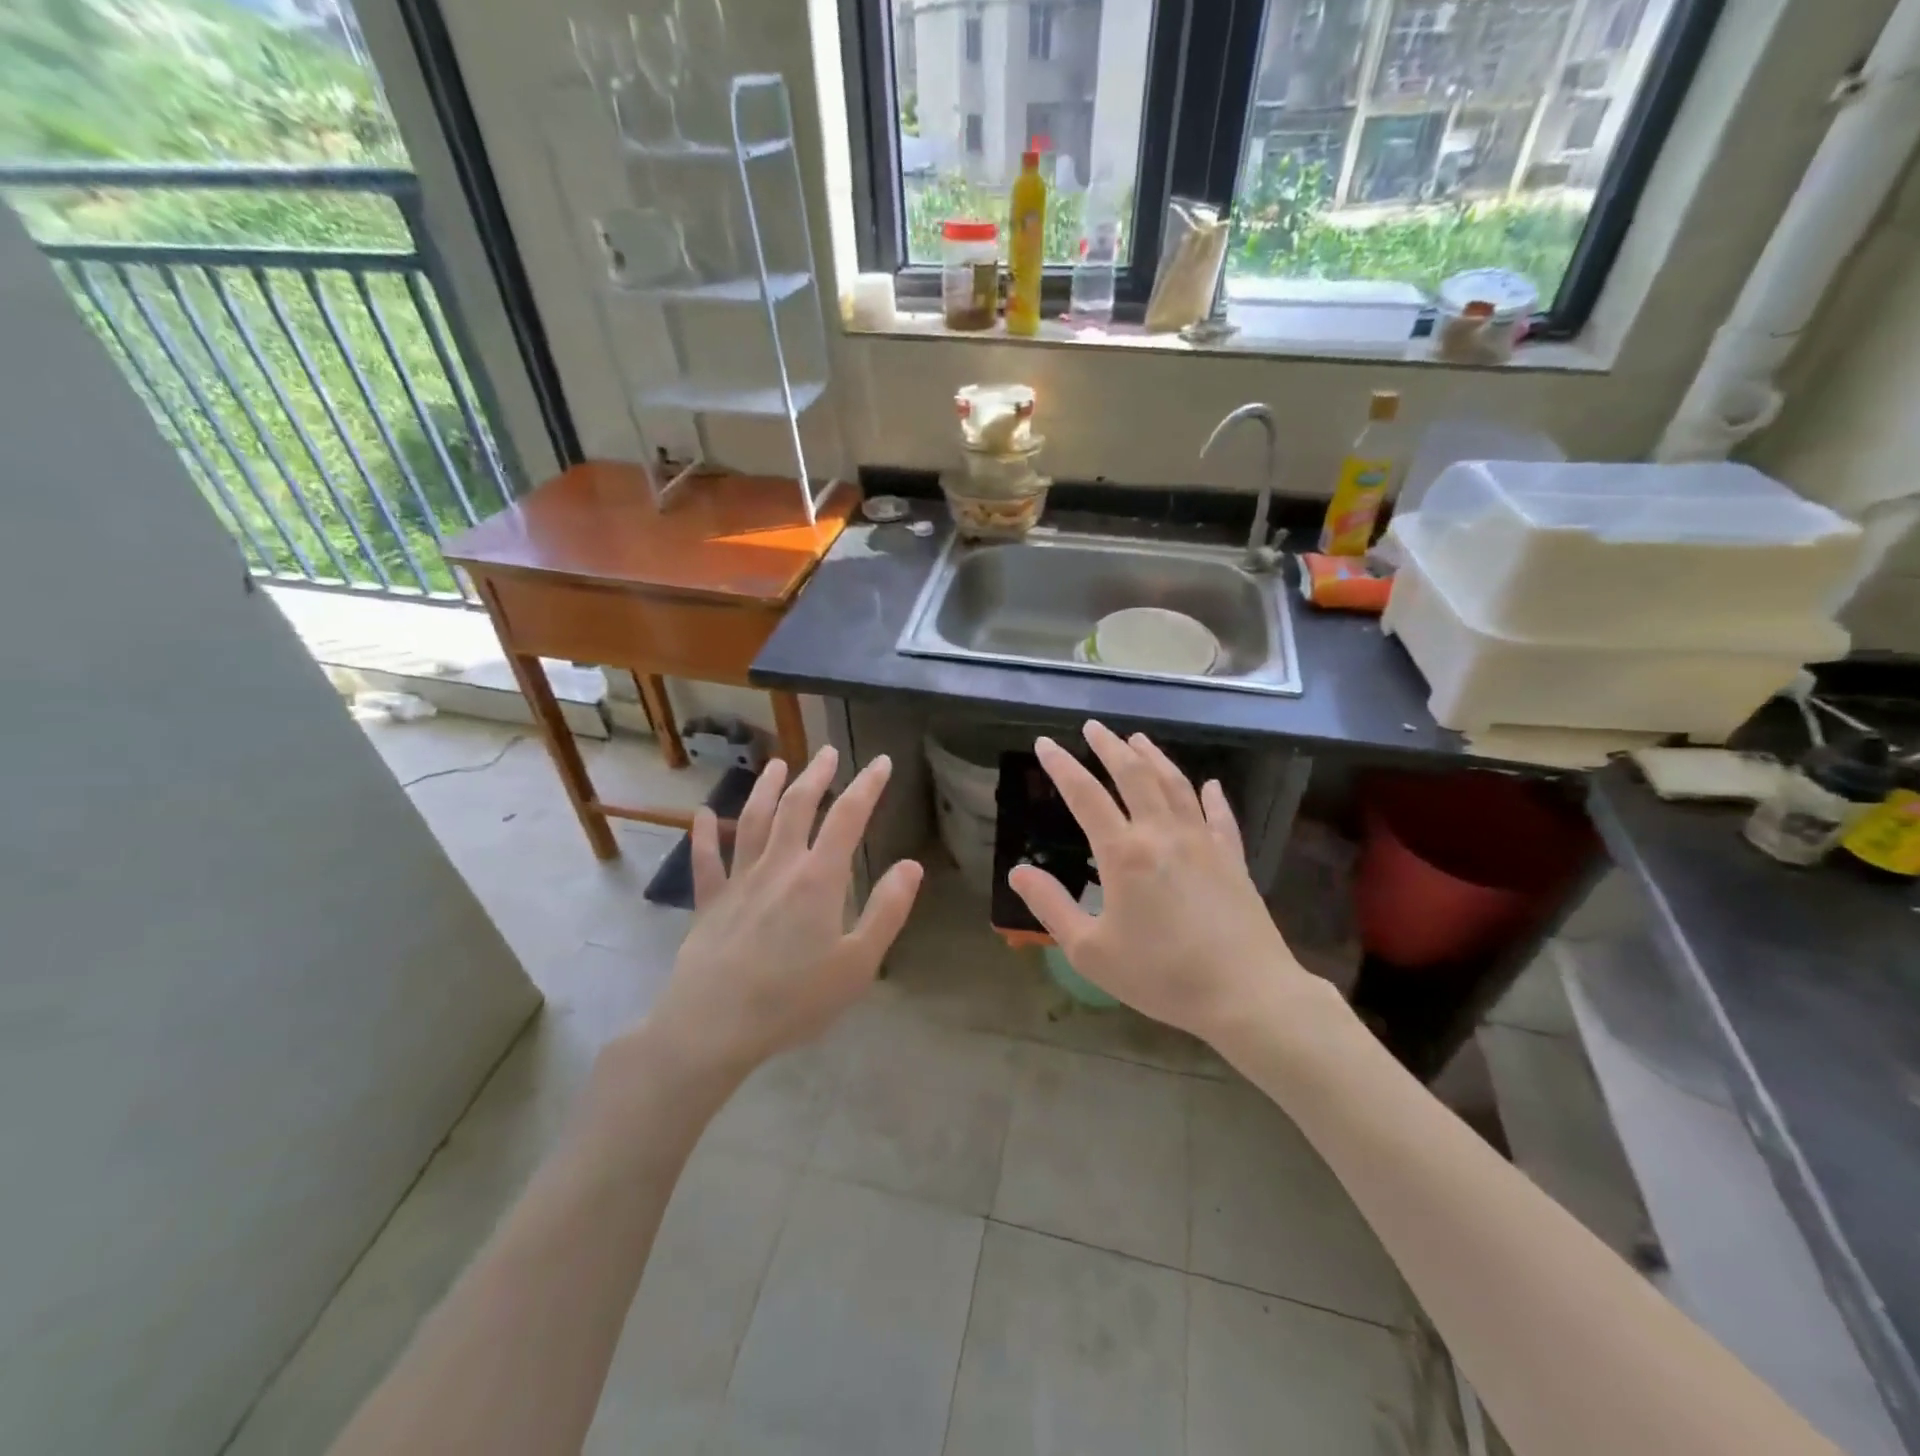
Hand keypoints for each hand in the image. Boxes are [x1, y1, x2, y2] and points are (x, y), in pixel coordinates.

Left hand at [641, 747, 922, 1082]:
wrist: (714, 1026)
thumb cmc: (794, 999)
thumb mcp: (857, 964)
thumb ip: (887, 911)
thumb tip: (911, 865)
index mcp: (818, 879)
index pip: (848, 817)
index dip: (867, 785)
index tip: (882, 762)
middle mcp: (778, 866)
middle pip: (798, 807)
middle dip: (816, 776)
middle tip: (828, 753)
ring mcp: (739, 881)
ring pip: (753, 822)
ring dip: (766, 789)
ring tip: (778, 764)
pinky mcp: (710, 903)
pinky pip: (705, 860)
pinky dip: (703, 835)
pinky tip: (700, 815)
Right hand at [1009, 722, 1307, 1045]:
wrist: (1246, 994)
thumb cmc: (1162, 976)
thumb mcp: (1091, 952)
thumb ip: (1052, 907)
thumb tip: (1018, 871)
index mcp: (1124, 853)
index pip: (1085, 796)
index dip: (1061, 766)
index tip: (1045, 744)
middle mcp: (1162, 834)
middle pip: (1133, 775)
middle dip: (1108, 747)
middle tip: (1092, 727)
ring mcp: (1203, 842)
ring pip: (1175, 785)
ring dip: (1153, 757)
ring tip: (1137, 739)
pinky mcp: (1233, 858)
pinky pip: (1220, 816)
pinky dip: (1211, 796)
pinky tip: (1209, 784)